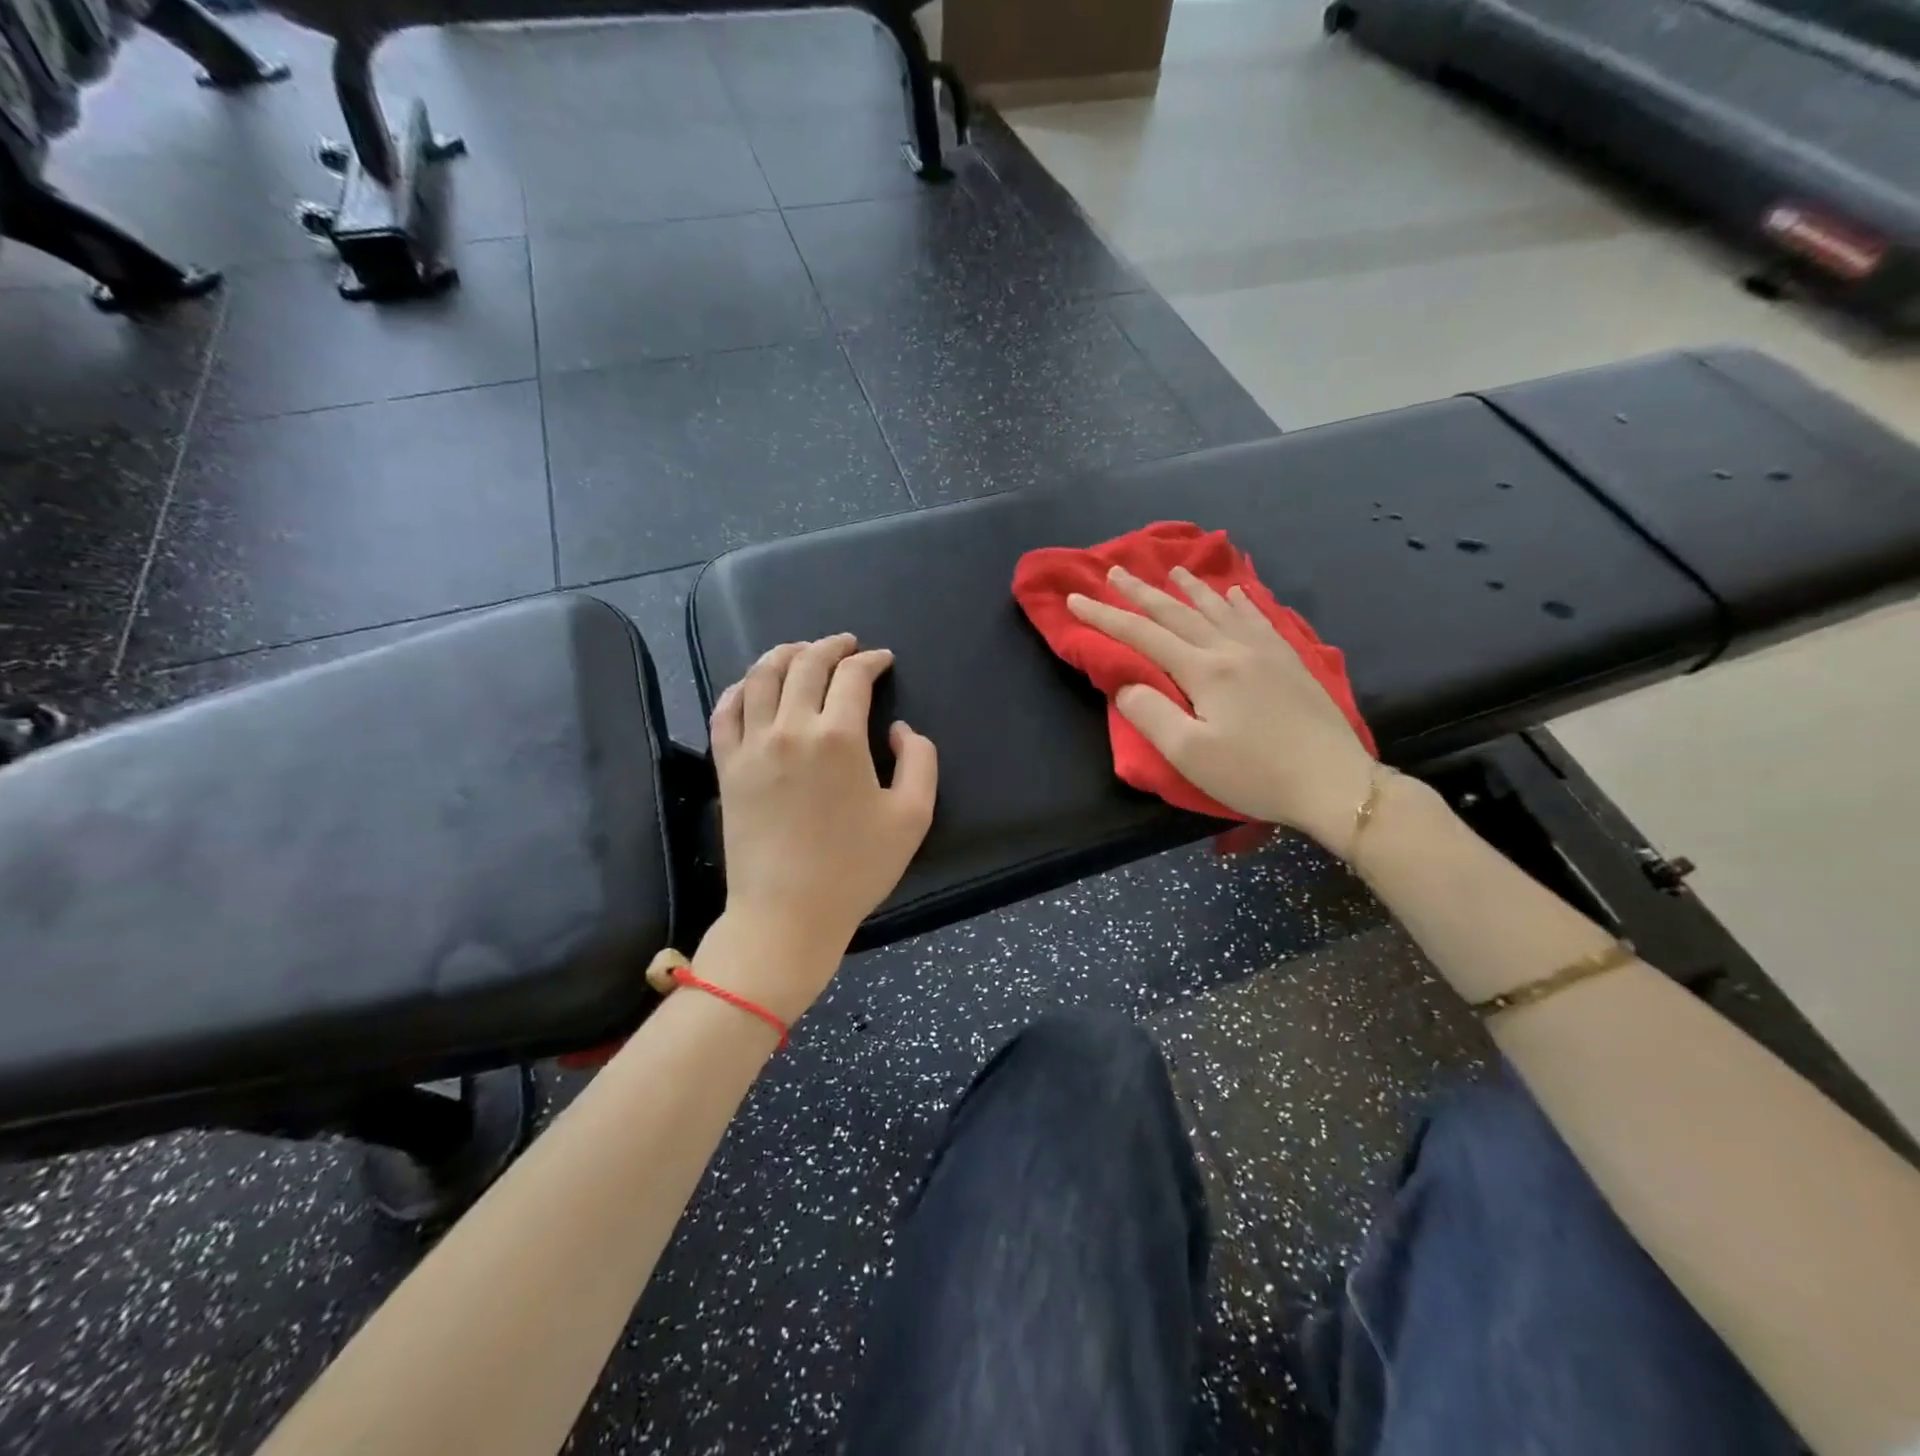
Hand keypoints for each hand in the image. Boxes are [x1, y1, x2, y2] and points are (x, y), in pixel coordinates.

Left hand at [706, 635, 937, 1011]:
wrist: (786, 914)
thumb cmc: (855, 869)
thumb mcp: (913, 817)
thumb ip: (920, 760)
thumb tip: (898, 730)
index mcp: (838, 737)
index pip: (853, 676)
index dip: (871, 660)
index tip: (883, 660)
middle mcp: (790, 728)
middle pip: (805, 664)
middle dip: (830, 646)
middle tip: (846, 644)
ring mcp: (751, 746)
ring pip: (759, 677)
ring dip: (783, 654)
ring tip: (800, 650)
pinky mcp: (726, 767)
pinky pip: (724, 711)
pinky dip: (738, 688)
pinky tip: (751, 685)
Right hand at [1067, 565, 1375, 851]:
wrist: (1334, 783)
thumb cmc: (1255, 774)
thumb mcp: (1190, 755)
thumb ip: (1151, 714)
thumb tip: (1126, 684)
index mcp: (1204, 671)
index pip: (1143, 636)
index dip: (1106, 617)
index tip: (1076, 598)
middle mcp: (1232, 650)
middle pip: (1178, 614)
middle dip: (1142, 592)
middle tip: (1116, 571)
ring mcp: (1266, 652)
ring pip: (1219, 609)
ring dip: (1190, 589)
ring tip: (1173, 570)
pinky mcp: (1290, 662)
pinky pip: (1258, 619)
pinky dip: (1240, 602)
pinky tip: (1235, 593)